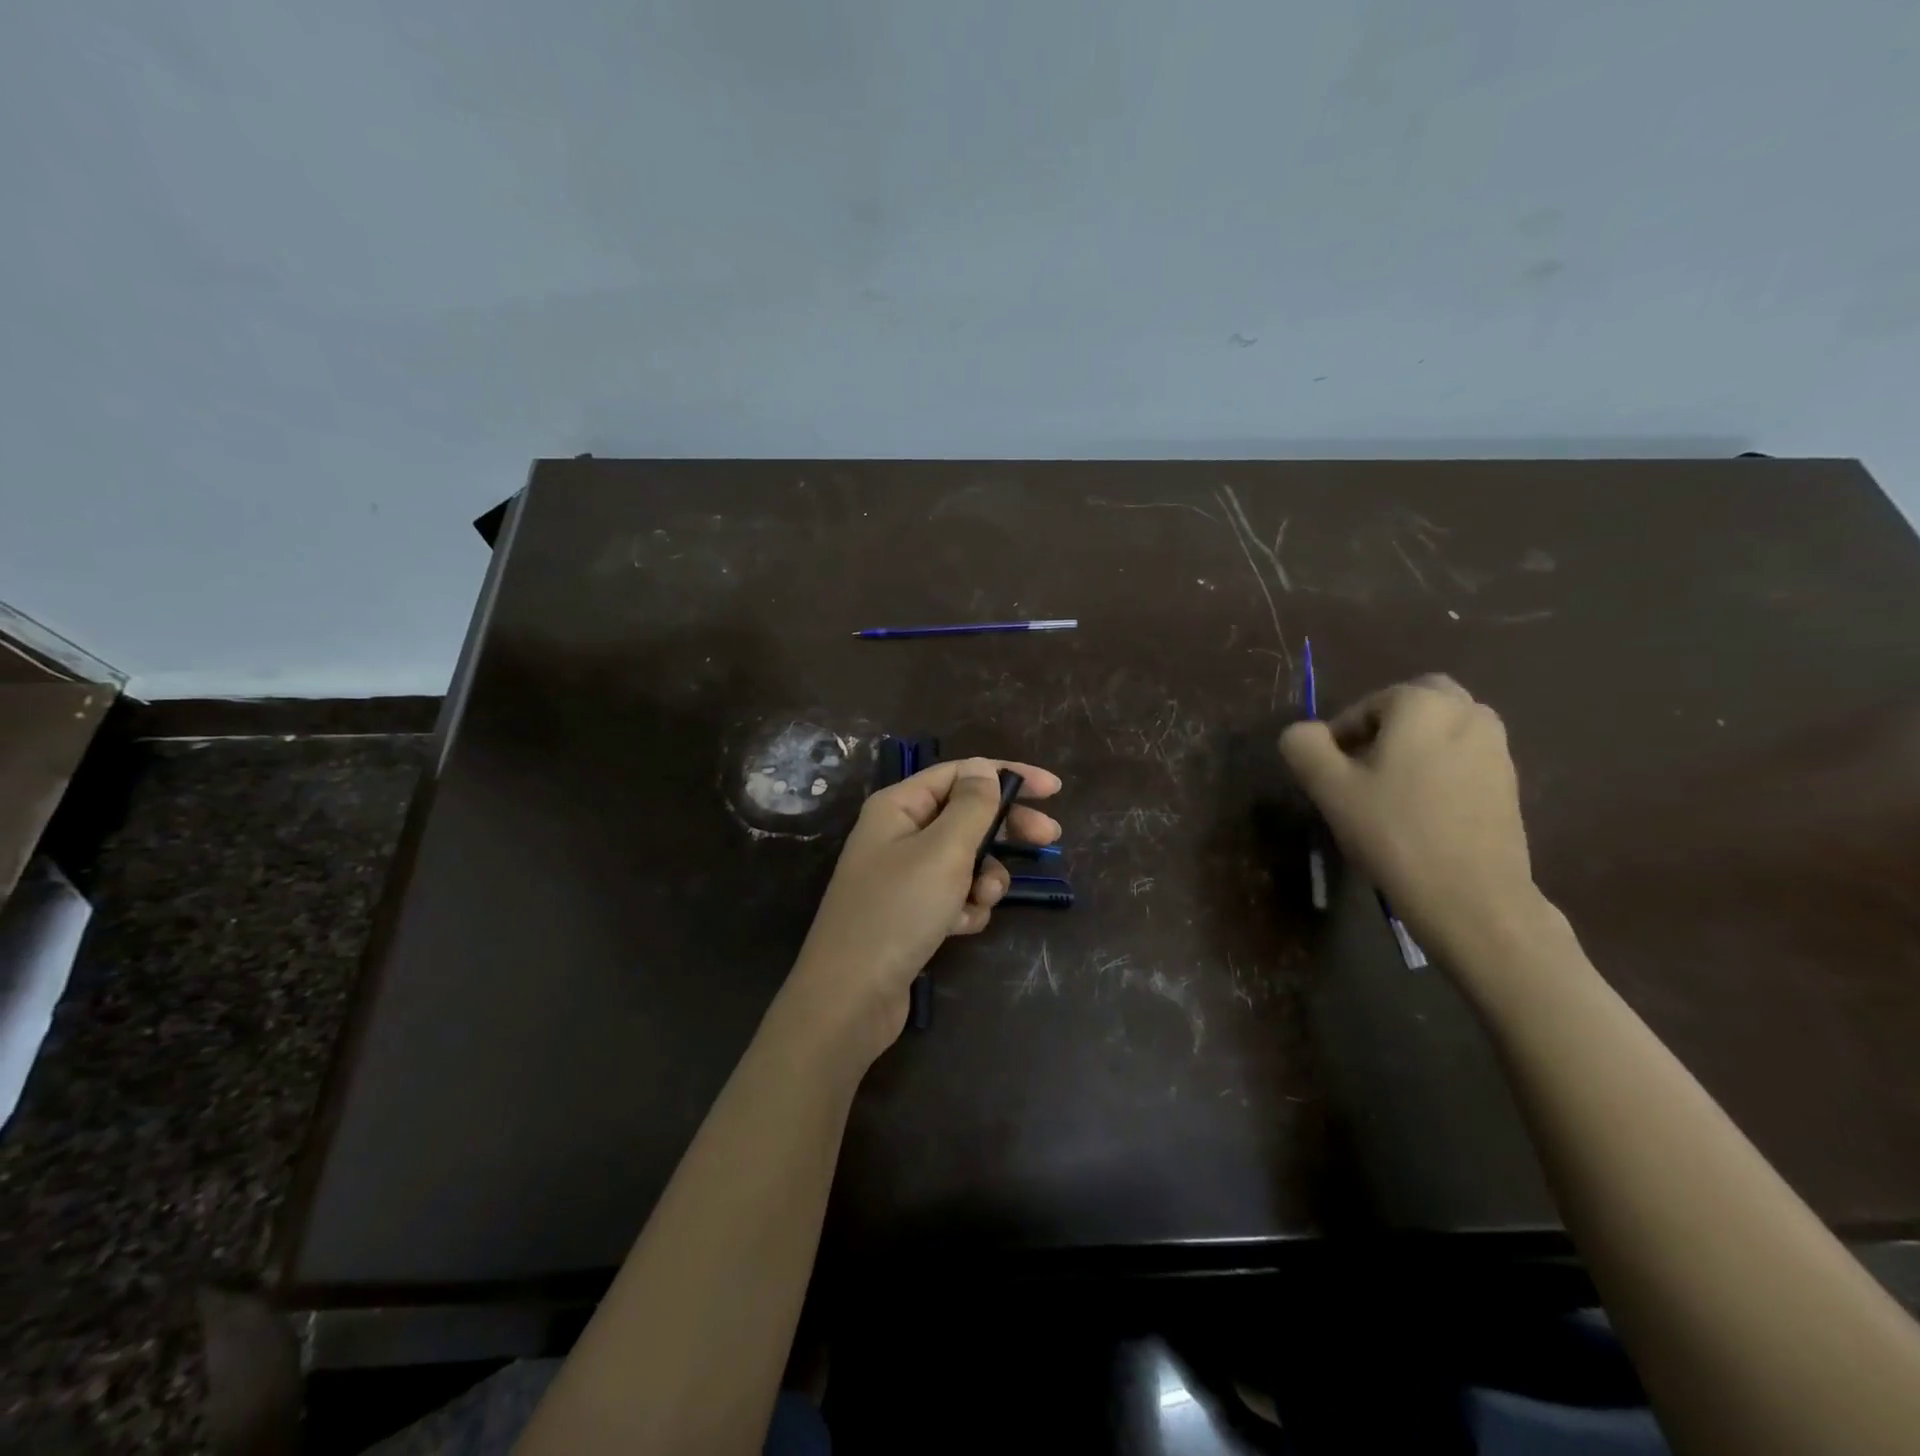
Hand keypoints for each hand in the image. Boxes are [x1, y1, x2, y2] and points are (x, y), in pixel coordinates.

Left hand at [787, 756, 1061, 1054]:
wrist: (851, 997)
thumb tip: (983, 767)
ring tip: (982, 900)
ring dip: (984, 878)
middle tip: (1049, 840)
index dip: (1008, 775)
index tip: (1054, 790)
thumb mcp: (943, 851)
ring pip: (964, 860)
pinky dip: (964, 908)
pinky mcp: (910, 912)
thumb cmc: (898, 911)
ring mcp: (903, 875)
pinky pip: (953, 895)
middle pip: (966, 816)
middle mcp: (898, 833)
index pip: (961, 773)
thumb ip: (971, 805)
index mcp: (898, 806)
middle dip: (1006, 830)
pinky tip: (959, 928)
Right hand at [1280, 675, 1538, 958]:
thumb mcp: (1329, 788)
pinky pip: (1464, 758)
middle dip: (1384, 728)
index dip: (1339, 737)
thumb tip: (1304, 733)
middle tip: (1361, 771)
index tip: (1328, 775)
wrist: (1471, 896)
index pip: (1365, 706)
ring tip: (1390, 792)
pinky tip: (1422, 811)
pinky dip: (1440, 769)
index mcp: (1422, 703)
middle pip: (1414, 704)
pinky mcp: (1510, 782)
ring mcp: (1496, 747)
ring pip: (1443, 729)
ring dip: (1414, 747)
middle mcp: (1468, 711)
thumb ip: (1304, 746)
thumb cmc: (1393, 832)